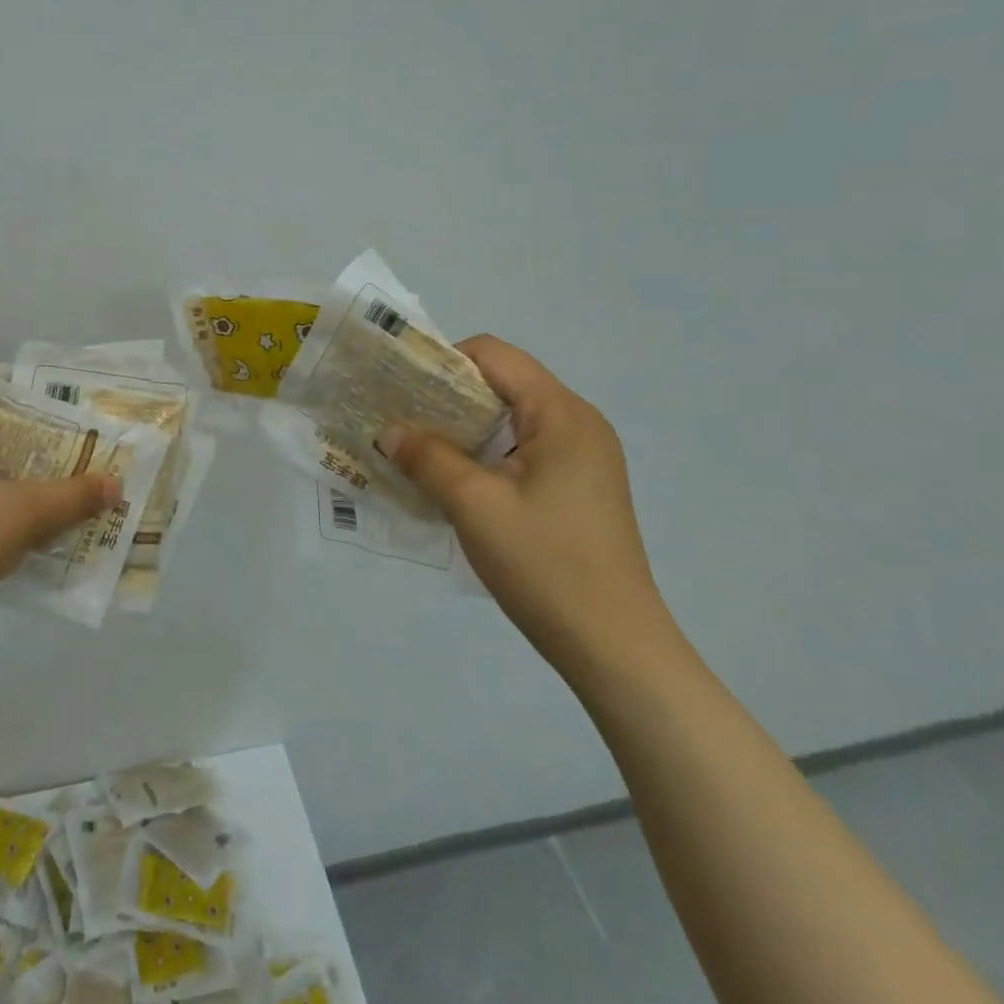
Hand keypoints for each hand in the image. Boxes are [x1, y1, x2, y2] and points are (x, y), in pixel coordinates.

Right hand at [380, 336, 676, 681]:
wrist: (614, 648)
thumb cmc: (545, 564)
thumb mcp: (474, 505)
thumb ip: (427, 457)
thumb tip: (388, 430)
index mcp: (562, 414)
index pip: (494, 355)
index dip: (442, 361)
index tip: (401, 387)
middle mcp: (578, 424)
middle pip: (502, 384)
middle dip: (447, 396)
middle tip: (399, 418)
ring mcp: (583, 458)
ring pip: (510, 419)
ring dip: (462, 428)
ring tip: (417, 449)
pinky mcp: (578, 487)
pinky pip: (522, 450)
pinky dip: (484, 454)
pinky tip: (453, 481)